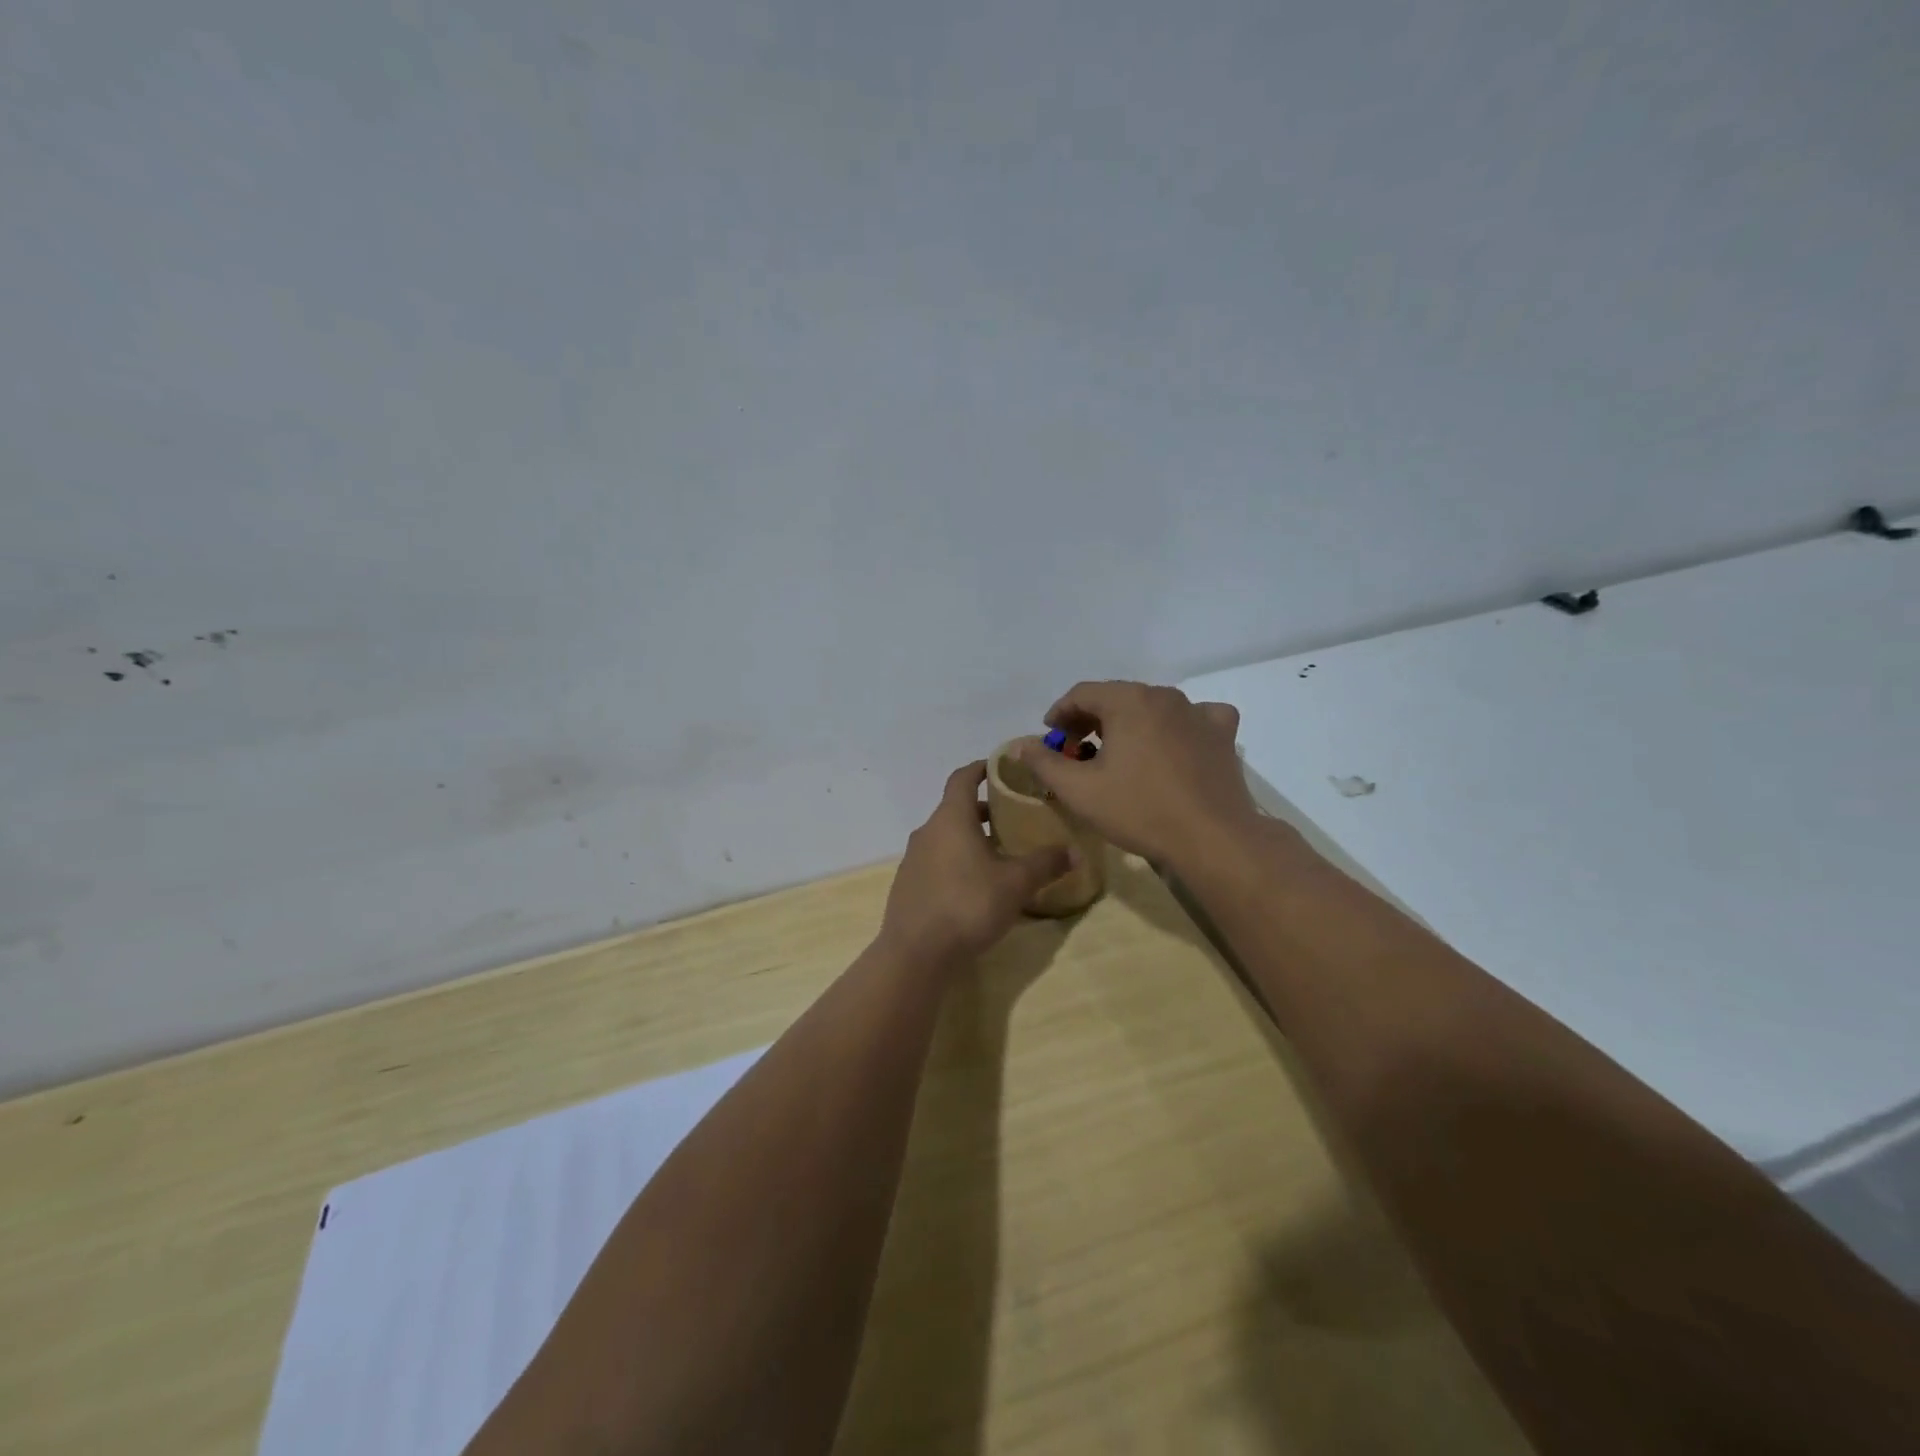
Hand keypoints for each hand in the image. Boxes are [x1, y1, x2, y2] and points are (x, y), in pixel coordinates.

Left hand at [879, 761, 1073, 967]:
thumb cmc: (968, 905)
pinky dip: (955, 861)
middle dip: (982, 810)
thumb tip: (1075, 852)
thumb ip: (1045, 864)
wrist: (916, 953)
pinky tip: (975, 886)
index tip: (1000, 767)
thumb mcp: (1016, 884)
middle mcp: (927, 832)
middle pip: (955, 809)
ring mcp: (913, 859)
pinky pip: (935, 861)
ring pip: (944, 837)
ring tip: (998, 854)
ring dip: (969, 838)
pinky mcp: (908, 886)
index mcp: (950, 818)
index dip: (981, 768)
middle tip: (1012, 817)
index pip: (962, 778)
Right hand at [1014, 681, 1264, 870]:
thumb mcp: (1079, 791)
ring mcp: (1198, 712)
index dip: (1059, 714)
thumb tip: (1019, 745)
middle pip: (1117, 697)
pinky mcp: (1222, 734)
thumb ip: (1044, 763)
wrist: (1212, 838)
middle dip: (1091, 719)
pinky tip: (1173, 744)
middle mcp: (1164, 696)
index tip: (1049, 738)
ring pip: (1152, 707)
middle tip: (1076, 749)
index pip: (1082, 693)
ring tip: (1118, 752)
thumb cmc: (1139, 810)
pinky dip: (1177, 726)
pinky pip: (1194, 718)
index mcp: (1128, 701)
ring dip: (1129, 724)